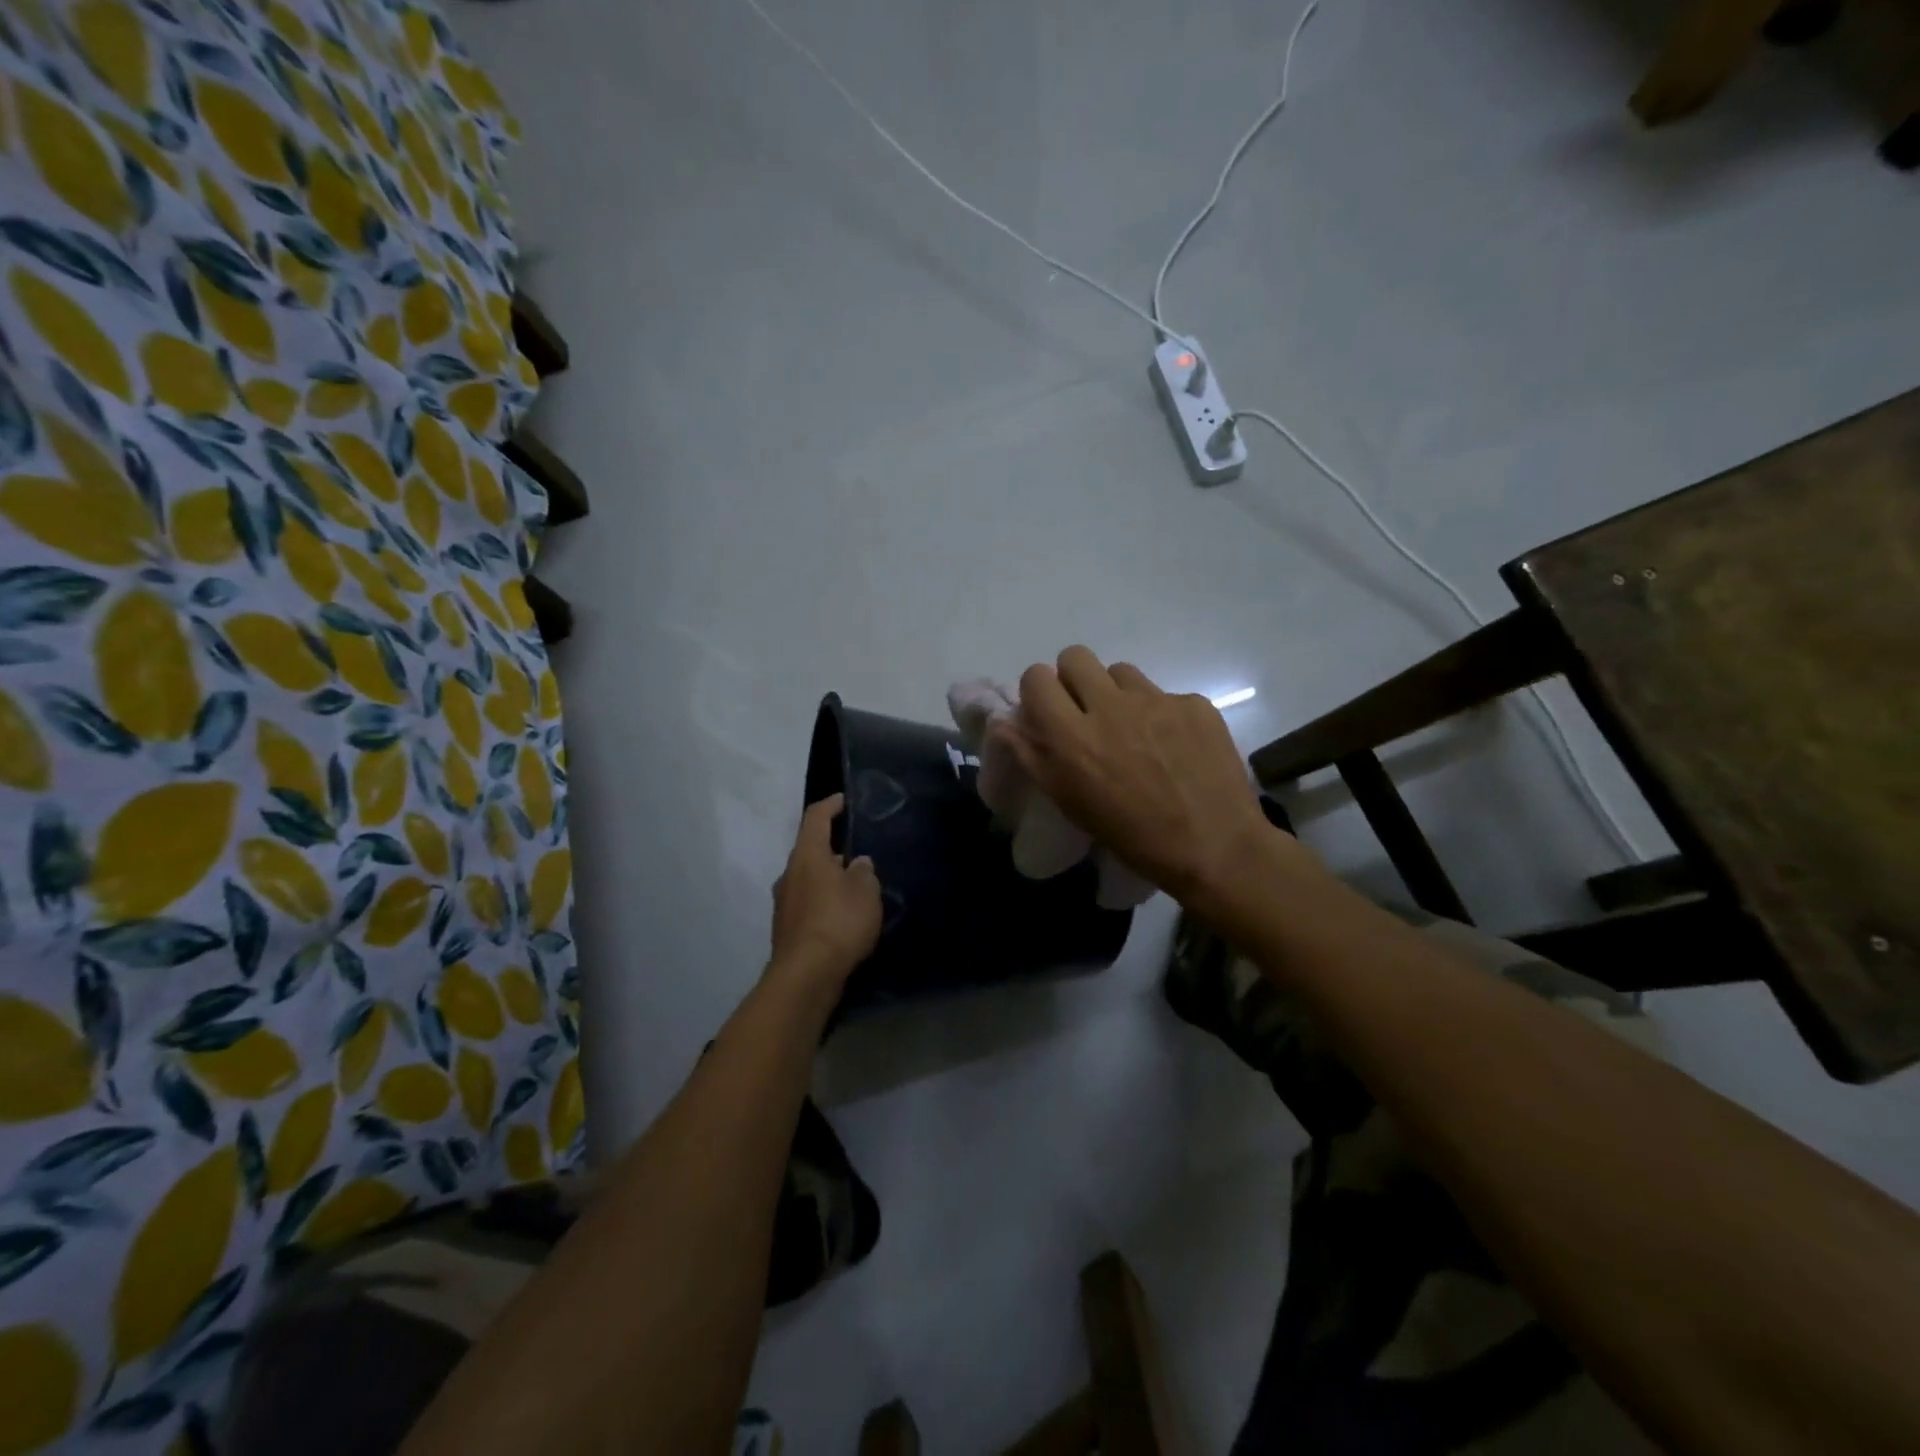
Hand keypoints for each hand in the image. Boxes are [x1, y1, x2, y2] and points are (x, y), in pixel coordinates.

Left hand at [769, 794, 882, 984]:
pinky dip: (823, 902)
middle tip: (858, 853)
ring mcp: (783, 902)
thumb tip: (858, 863)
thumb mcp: (865, 891)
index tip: (843, 800)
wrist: (806, 976)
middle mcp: (789, 873)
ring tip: (854, 888)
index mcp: (807, 856)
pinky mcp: (785, 928)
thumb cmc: (838, 922)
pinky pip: (807, 903)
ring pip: (808, 879)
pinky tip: (842, 916)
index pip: (815, 818)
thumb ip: (864, 872)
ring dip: (828, 878)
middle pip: (810, 850)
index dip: (830, 805)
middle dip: (832, 848)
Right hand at [996, 647, 1320, 905]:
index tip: (1049, 713)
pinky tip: (1173, 746)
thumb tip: (1002, 722)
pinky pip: (1164, 694)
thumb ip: (1030, 755)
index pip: (1036, 677)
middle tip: (1086, 712)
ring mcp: (1156, 700)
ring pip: (1120, 672)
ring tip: (1133, 730)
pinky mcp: (1194, 704)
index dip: (1039, 692)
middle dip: (1074, 679)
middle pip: (1075, 656)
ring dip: (1117, 694)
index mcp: (1072, 736)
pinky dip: (1161, 714)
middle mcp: (1110, 707)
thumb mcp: (1069, 802)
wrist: (1215, 847)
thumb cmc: (1131, 835)